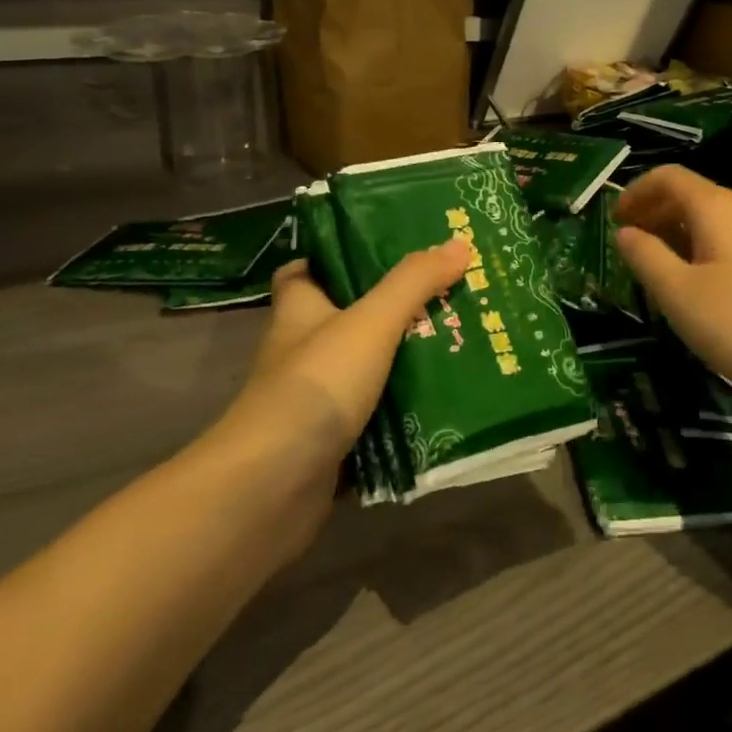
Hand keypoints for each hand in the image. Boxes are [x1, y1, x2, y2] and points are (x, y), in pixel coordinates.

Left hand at [192, 240, 469, 544]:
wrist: (271, 488)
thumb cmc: (315, 386)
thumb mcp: (370, 322)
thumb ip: (414, 283)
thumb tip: (458, 243)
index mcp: (300, 311)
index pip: (305, 271)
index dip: (336, 256)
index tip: (383, 249)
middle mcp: (303, 351)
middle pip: (349, 319)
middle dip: (394, 309)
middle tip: (448, 294)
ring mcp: (316, 400)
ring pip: (367, 369)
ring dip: (405, 361)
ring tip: (460, 342)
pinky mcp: (331, 441)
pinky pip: (375, 416)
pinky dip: (403, 412)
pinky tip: (445, 402)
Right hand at [614, 166, 731, 405]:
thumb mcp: (678, 292)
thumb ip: (646, 257)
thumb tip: (626, 233)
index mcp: (717, 207)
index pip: (669, 177)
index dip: (636, 191)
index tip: (613, 219)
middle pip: (691, 195)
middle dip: (654, 212)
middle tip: (628, 242)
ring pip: (711, 221)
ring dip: (676, 233)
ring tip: (654, 265)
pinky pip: (729, 242)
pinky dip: (700, 249)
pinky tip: (695, 284)